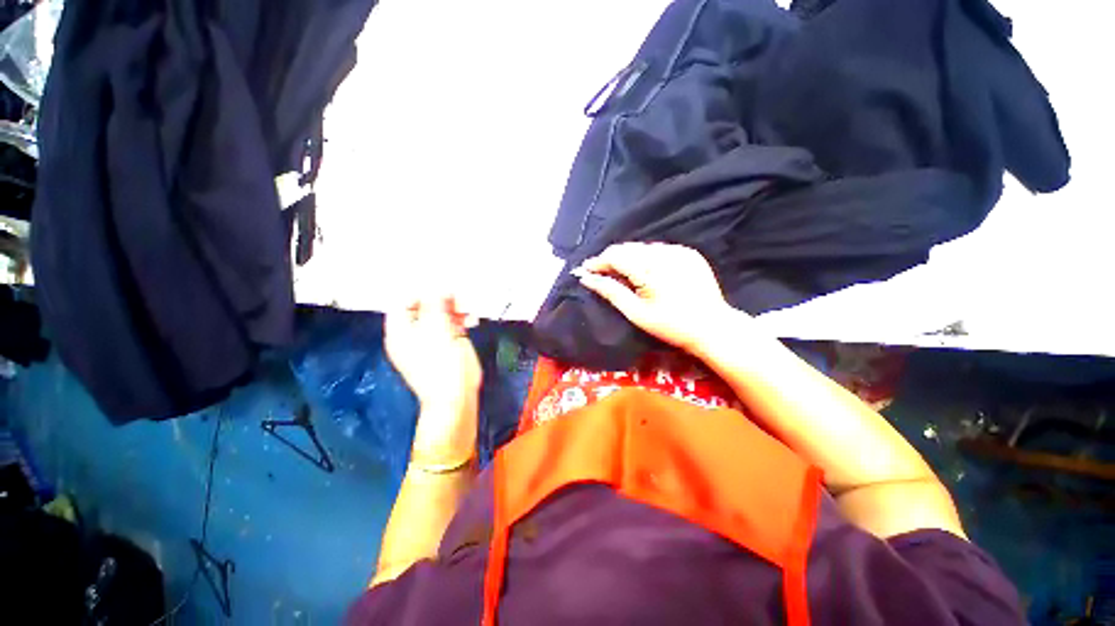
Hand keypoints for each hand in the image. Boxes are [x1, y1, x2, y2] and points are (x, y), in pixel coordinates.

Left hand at [384, 296, 480, 464]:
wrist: (456, 397)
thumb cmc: (442, 365)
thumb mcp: (437, 330)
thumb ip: (436, 305)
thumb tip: (438, 286)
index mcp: (400, 331)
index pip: (403, 302)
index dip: (419, 290)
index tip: (439, 283)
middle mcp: (413, 334)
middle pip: (424, 307)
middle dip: (442, 299)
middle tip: (458, 296)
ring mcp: (431, 339)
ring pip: (441, 315)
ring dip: (455, 309)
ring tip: (467, 310)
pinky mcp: (447, 345)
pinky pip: (452, 325)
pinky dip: (461, 320)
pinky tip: (471, 320)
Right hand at [573, 243, 737, 353]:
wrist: (712, 327)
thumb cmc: (670, 326)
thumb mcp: (636, 313)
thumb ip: (611, 291)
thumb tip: (587, 279)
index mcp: (650, 270)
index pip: (616, 256)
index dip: (598, 262)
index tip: (586, 270)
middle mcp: (665, 254)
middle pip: (628, 248)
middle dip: (611, 259)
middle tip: (601, 273)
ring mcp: (679, 251)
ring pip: (643, 248)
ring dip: (628, 258)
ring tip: (621, 274)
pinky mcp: (689, 253)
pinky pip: (659, 250)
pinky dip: (647, 258)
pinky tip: (645, 272)